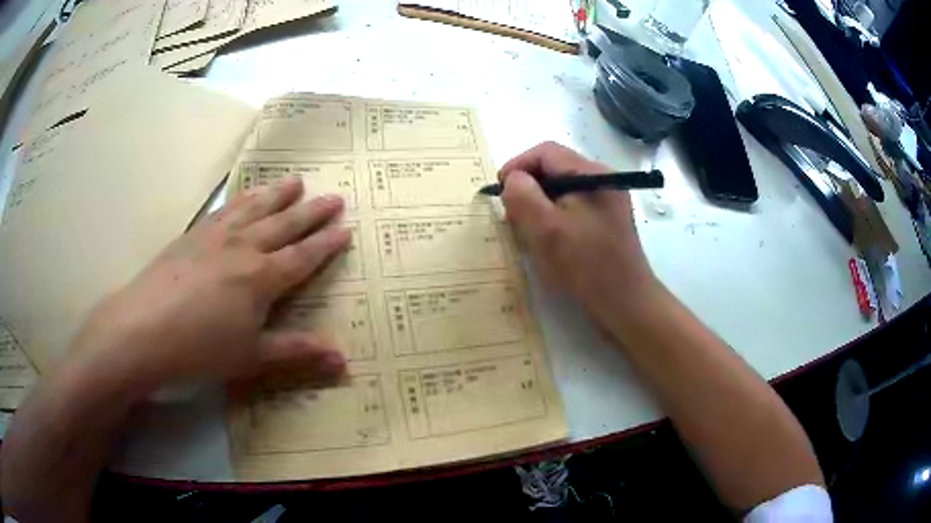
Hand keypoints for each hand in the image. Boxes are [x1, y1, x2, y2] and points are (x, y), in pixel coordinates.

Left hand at [67, 178, 350, 395]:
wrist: (144, 328)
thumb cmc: (201, 348)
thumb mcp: (252, 357)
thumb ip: (297, 352)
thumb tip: (344, 362)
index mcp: (262, 278)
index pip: (303, 256)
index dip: (326, 243)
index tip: (346, 228)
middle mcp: (244, 247)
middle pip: (285, 224)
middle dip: (312, 211)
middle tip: (334, 196)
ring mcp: (217, 235)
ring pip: (256, 207)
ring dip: (278, 194)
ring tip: (296, 180)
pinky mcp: (194, 234)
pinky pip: (226, 208)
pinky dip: (243, 198)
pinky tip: (246, 195)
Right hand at [498, 142, 657, 324]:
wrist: (626, 304)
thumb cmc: (586, 265)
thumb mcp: (546, 228)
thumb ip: (522, 195)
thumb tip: (513, 180)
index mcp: (592, 174)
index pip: (545, 152)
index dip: (517, 166)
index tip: (499, 192)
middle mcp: (603, 180)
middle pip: (554, 169)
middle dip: (528, 187)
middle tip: (513, 215)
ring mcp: (607, 201)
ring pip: (561, 190)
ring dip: (539, 204)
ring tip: (528, 230)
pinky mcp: (606, 221)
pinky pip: (572, 207)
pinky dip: (553, 217)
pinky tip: (548, 241)